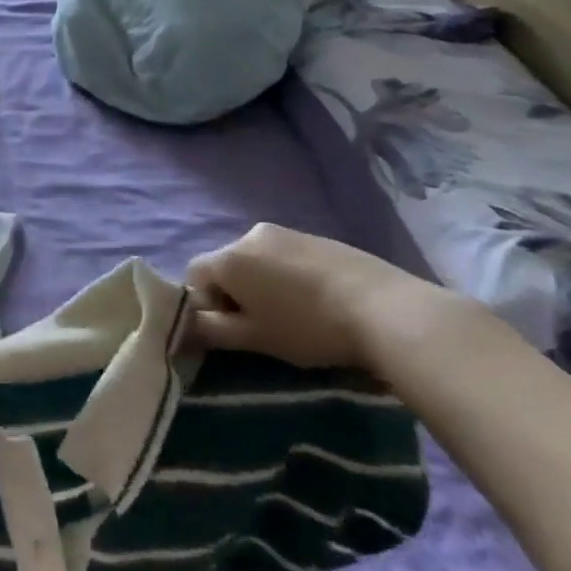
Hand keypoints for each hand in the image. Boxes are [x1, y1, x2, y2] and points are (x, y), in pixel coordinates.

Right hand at [185, 223, 450, 369]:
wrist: (384, 308)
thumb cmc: (308, 327)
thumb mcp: (255, 338)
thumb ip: (212, 330)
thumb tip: (185, 326)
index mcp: (229, 257)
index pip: (193, 276)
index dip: (204, 304)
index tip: (231, 330)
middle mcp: (250, 235)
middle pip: (225, 265)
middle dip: (232, 293)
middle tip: (260, 326)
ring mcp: (285, 232)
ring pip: (255, 260)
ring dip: (260, 284)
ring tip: (291, 314)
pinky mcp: (315, 236)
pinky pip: (283, 256)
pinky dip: (285, 276)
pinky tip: (313, 300)